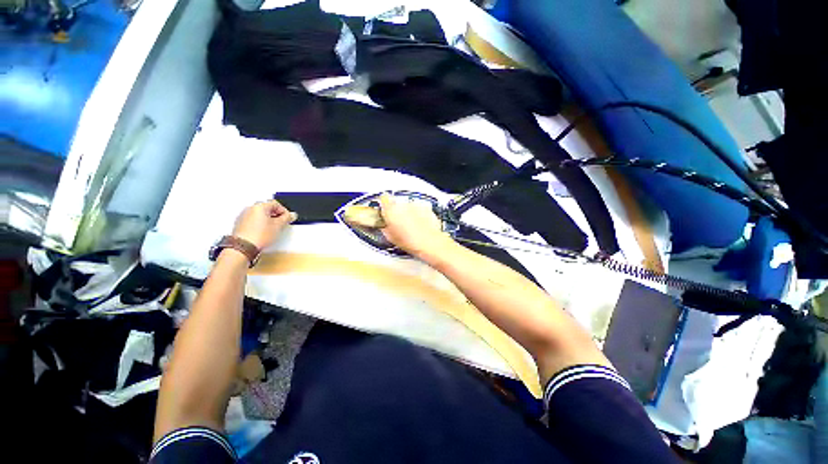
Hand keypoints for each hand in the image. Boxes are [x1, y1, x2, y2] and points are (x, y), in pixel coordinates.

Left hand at [232, 200, 297, 249]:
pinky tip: (263, 232)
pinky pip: (253, 220)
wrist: (244, 247)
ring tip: (272, 229)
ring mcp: (243, 216)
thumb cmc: (259, 236)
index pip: (276, 204)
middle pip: (267, 208)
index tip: (287, 218)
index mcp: (259, 206)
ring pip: (260, 214)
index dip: (284, 211)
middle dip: (275, 215)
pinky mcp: (240, 223)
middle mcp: (250, 208)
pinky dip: (259, 224)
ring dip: (267, 219)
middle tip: (281, 223)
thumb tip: (291, 215)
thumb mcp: (279, 226)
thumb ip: (287, 218)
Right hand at [379, 193, 452, 257]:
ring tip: (411, 226)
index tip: (385, 210)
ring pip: (409, 206)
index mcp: (391, 209)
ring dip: (409, 213)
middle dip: (398, 211)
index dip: (384, 204)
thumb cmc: (410, 241)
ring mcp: (416, 205)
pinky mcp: (426, 208)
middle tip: (399, 223)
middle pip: (398, 203)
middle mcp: (403, 204)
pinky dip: (419, 215)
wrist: (429, 242)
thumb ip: (385, 227)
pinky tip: (420, 226)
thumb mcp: (390, 237)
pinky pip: (420, 209)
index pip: (384, 198)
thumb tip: (385, 225)